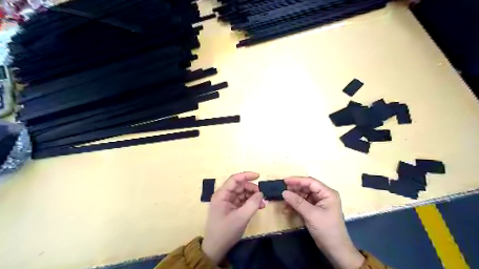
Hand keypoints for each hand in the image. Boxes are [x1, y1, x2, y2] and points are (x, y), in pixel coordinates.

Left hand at [201, 171, 262, 262]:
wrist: (216, 248)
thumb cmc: (226, 231)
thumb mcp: (241, 217)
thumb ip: (252, 204)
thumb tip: (261, 193)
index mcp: (222, 195)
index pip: (234, 179)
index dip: (246, 175)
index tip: (258, 176)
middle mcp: (223, 195)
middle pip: (239, 186)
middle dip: (252, 189)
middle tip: (262, 196)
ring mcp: (227, 202)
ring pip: (242, 193)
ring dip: (252, 196)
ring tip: (262, 204)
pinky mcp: (231, 208)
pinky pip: (242, 200)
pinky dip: (250, 202)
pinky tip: (258, 207)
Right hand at [282, 176, 364, 268]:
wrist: (336, 250)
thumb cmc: (327, 230)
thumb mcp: (311, 215)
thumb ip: (297, 202)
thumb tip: (284, 192)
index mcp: (327, 193)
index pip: (310, 182)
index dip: (297, 180)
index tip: (284, 181)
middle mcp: (324, 195)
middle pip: (306, 188)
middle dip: (294, 190)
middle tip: (282, 192)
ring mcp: (319, 203)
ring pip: (303, 195)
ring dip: (293, 199)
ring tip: (284, 203)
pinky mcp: (315, 210)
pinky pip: (303, 203)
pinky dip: (295, 205)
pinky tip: (287, 209)